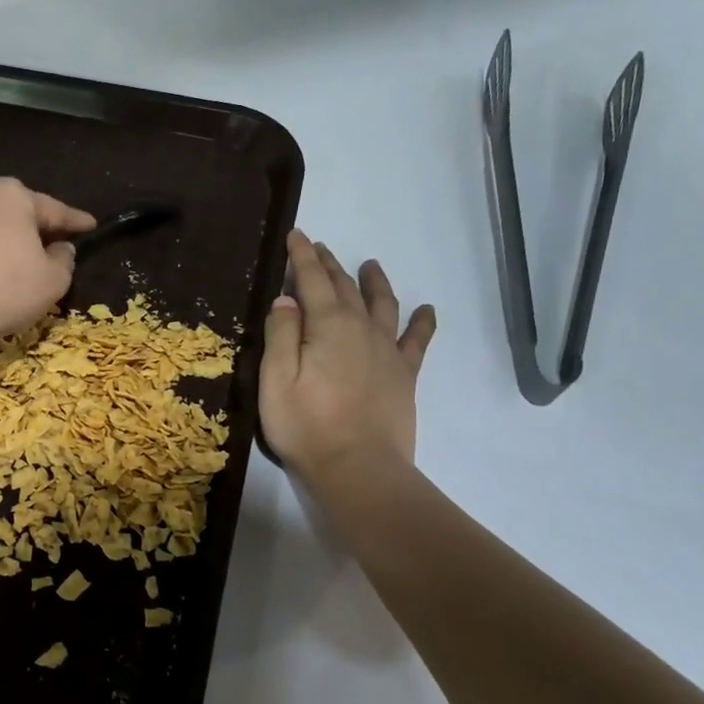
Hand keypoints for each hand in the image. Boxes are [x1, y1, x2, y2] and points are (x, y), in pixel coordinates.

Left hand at [0, 178, 95, 351]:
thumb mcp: (52, 281)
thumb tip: (61, 249)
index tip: (92, 226)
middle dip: (40, 228)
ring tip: (28, 263)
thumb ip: (65, 261)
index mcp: (16, 195)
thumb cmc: (4, 288)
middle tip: (59, 245)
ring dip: (13, 242)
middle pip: (23, 213)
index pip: (56, 210)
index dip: (78, 222)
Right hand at [259, 229, 435, 482]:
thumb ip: (281, 334)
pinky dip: (422, 322)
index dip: (303, 256)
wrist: (358, 468)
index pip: (312, 279)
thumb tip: (287, 298)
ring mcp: (386, 351)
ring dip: (373, 283)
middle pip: (344, 287)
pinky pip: (416, 341)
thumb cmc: (306, 425)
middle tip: (319, 247)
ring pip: (382, 305)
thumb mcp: (276, 379)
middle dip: (330, 264)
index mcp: (327, 325)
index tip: (297, 235)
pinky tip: (427, 310)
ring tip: (371, 265)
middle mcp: (360, 328)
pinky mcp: (403, 375)